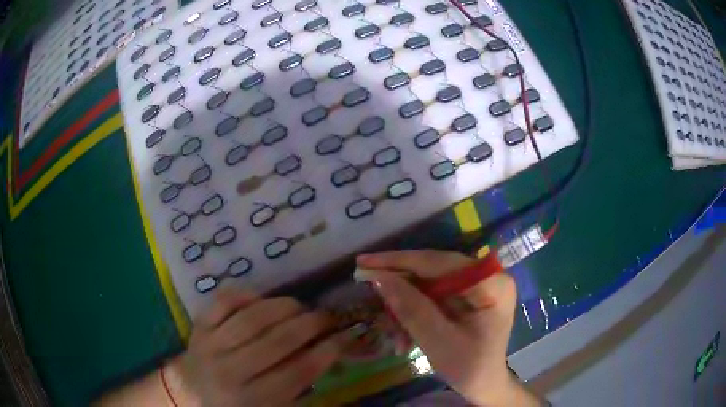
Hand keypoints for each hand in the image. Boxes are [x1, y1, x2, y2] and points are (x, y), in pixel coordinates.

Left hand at [180, 291, 343, 406]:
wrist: (190, 393)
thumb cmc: (236, 406)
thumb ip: (297, 387)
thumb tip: (326, 354)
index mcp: (251, 399)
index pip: (297, 372)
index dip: (326, 352)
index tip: (344, 337)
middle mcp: (230, 371)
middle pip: (277, 341)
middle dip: (310, 325)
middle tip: (327, 317)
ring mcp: (211, 344)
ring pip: (253, 318)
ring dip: (284, 307)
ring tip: (300, 306)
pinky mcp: (200, 325)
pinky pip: (224, 301)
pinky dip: (247, 294)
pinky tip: (263, 299)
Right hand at [357, 250, 539, 406]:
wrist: (485, 383)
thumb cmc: (469, 368)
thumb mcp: (438, 342)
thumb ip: (411, 309)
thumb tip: (379, 278)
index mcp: (491, 283)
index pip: (439, 262)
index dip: (399, 261)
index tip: (364, 262)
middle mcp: (488, 275)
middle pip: (434, 269)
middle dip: (400, 285)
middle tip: (366, 285)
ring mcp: (479, 283)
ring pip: (430, 281)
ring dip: (406, 303)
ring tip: (390, 331)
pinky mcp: (470, 293)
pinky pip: (435, 293)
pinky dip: (416, 310)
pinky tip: (404, 334)